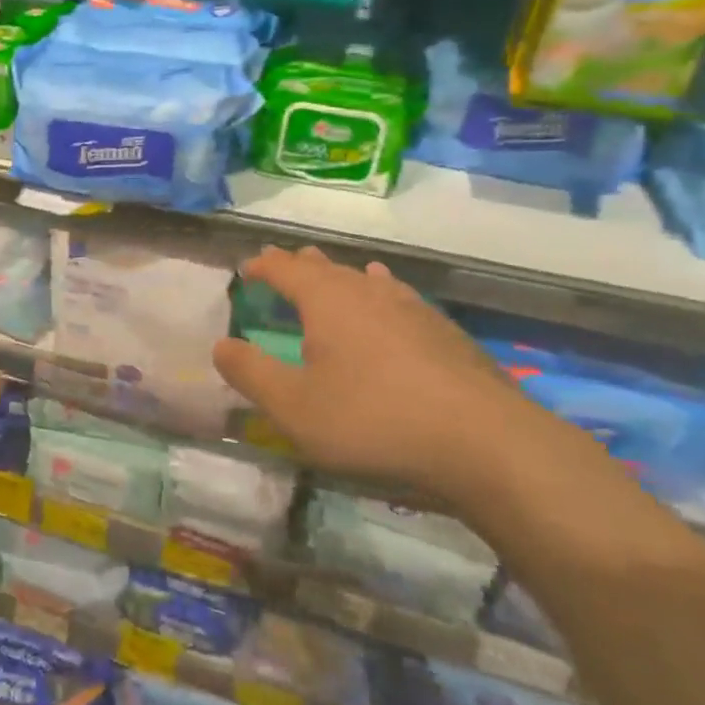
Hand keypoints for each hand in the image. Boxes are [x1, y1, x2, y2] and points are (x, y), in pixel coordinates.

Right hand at [212, 247, 558, 508]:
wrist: (484, 441)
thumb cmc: (374, 420)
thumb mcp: (295, 408)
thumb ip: (252, 374)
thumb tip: (220, 344)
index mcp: (327, 301)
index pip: (285, 269)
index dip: (263, 265)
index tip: (246, 268)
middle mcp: (367, 291)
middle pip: (326, 267)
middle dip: (299, 265)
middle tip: (282, 262)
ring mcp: (411, 308)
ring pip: (364, 279)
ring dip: (340, 275)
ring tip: (331, 271)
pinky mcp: (443, 331)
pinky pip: (397, 296)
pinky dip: (380, 290)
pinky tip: (389, 296)